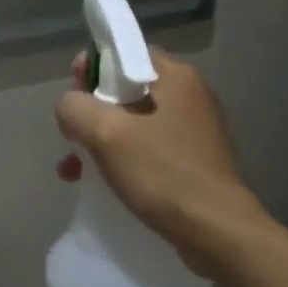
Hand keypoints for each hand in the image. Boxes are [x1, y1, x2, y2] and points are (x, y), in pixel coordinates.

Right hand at [55, 47, 264, 278]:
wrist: (218, 234)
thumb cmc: (163, 174)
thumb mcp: (107, 134)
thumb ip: (76, 107)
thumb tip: (70, 105)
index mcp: (176, 77)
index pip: (126, 52)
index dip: (92, 67)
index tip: (72, 92)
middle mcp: (190, 96)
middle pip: (126, 89)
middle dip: (91, 111)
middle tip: (70, 135)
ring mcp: (194, 130)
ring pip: (133, 122)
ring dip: (100, 140)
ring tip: (72, 170)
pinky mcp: (194, 161)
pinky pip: (148, 148)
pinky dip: (121, 159)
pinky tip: (100, 183)